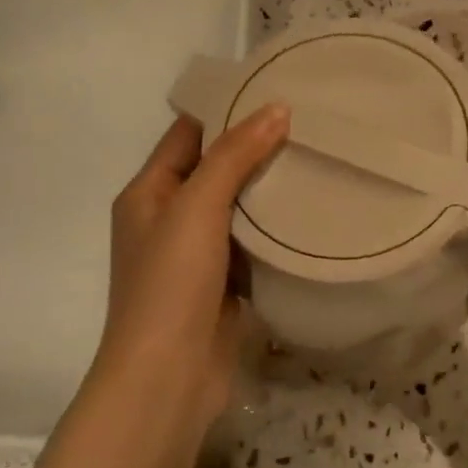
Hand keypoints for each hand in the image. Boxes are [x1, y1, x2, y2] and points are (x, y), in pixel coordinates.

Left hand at [91, 106, 289, 442]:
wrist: (168, 377)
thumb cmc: (170, 284)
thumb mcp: (197, 208)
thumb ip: (234, 157)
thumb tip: (276, 109)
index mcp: (148, 193)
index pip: (188, 135)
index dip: (226, 111)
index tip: (275, 91)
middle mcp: (168, 219)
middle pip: (215, 170)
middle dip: (256, 150)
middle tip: (310, 125)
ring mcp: (196, 255)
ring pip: (237, 209)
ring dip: (269, 191)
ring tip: (319, 160)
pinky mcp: (222, 285)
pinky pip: (251, 245)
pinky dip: (274, 231)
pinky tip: (312, 214)